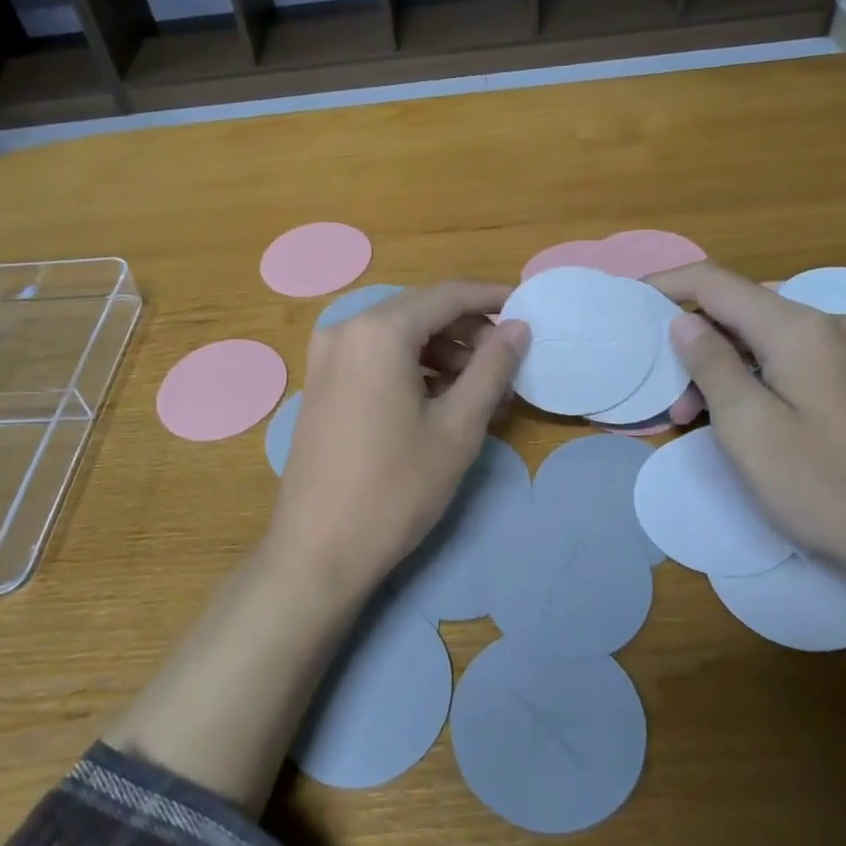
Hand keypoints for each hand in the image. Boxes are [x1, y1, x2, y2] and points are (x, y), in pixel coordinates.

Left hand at [266, 282, 529, 594]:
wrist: (318, 550)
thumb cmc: (396, 488)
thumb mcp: (458, 428)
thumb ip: (492, 368)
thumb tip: (518, 327)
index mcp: (378, 331)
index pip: (447, 295)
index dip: (492, 299)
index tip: (527, 310)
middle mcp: (345, 330)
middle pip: (420, 311)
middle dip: (468, 331)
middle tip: (506, 362)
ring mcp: (326, 357)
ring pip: (398, 336)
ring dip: (442, 352)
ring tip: (479, 390)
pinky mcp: (321, 384)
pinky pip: (375, 358)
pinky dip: (412, 368)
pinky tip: (439, 401)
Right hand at [649, 262, 845, 586]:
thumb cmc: (824, 486)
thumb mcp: (749, 427)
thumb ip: (711, 365)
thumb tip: (684, 321)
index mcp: (799, 329)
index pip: (716, 282)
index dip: (667, 284)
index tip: (628, 301)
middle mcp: (828, 326)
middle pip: (740, 311)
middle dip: (692, 341)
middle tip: (665, 395)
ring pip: (763, 340)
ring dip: (720, 367)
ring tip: (694, 420)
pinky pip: (789, 362)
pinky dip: (752, 380)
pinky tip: (741, 419)